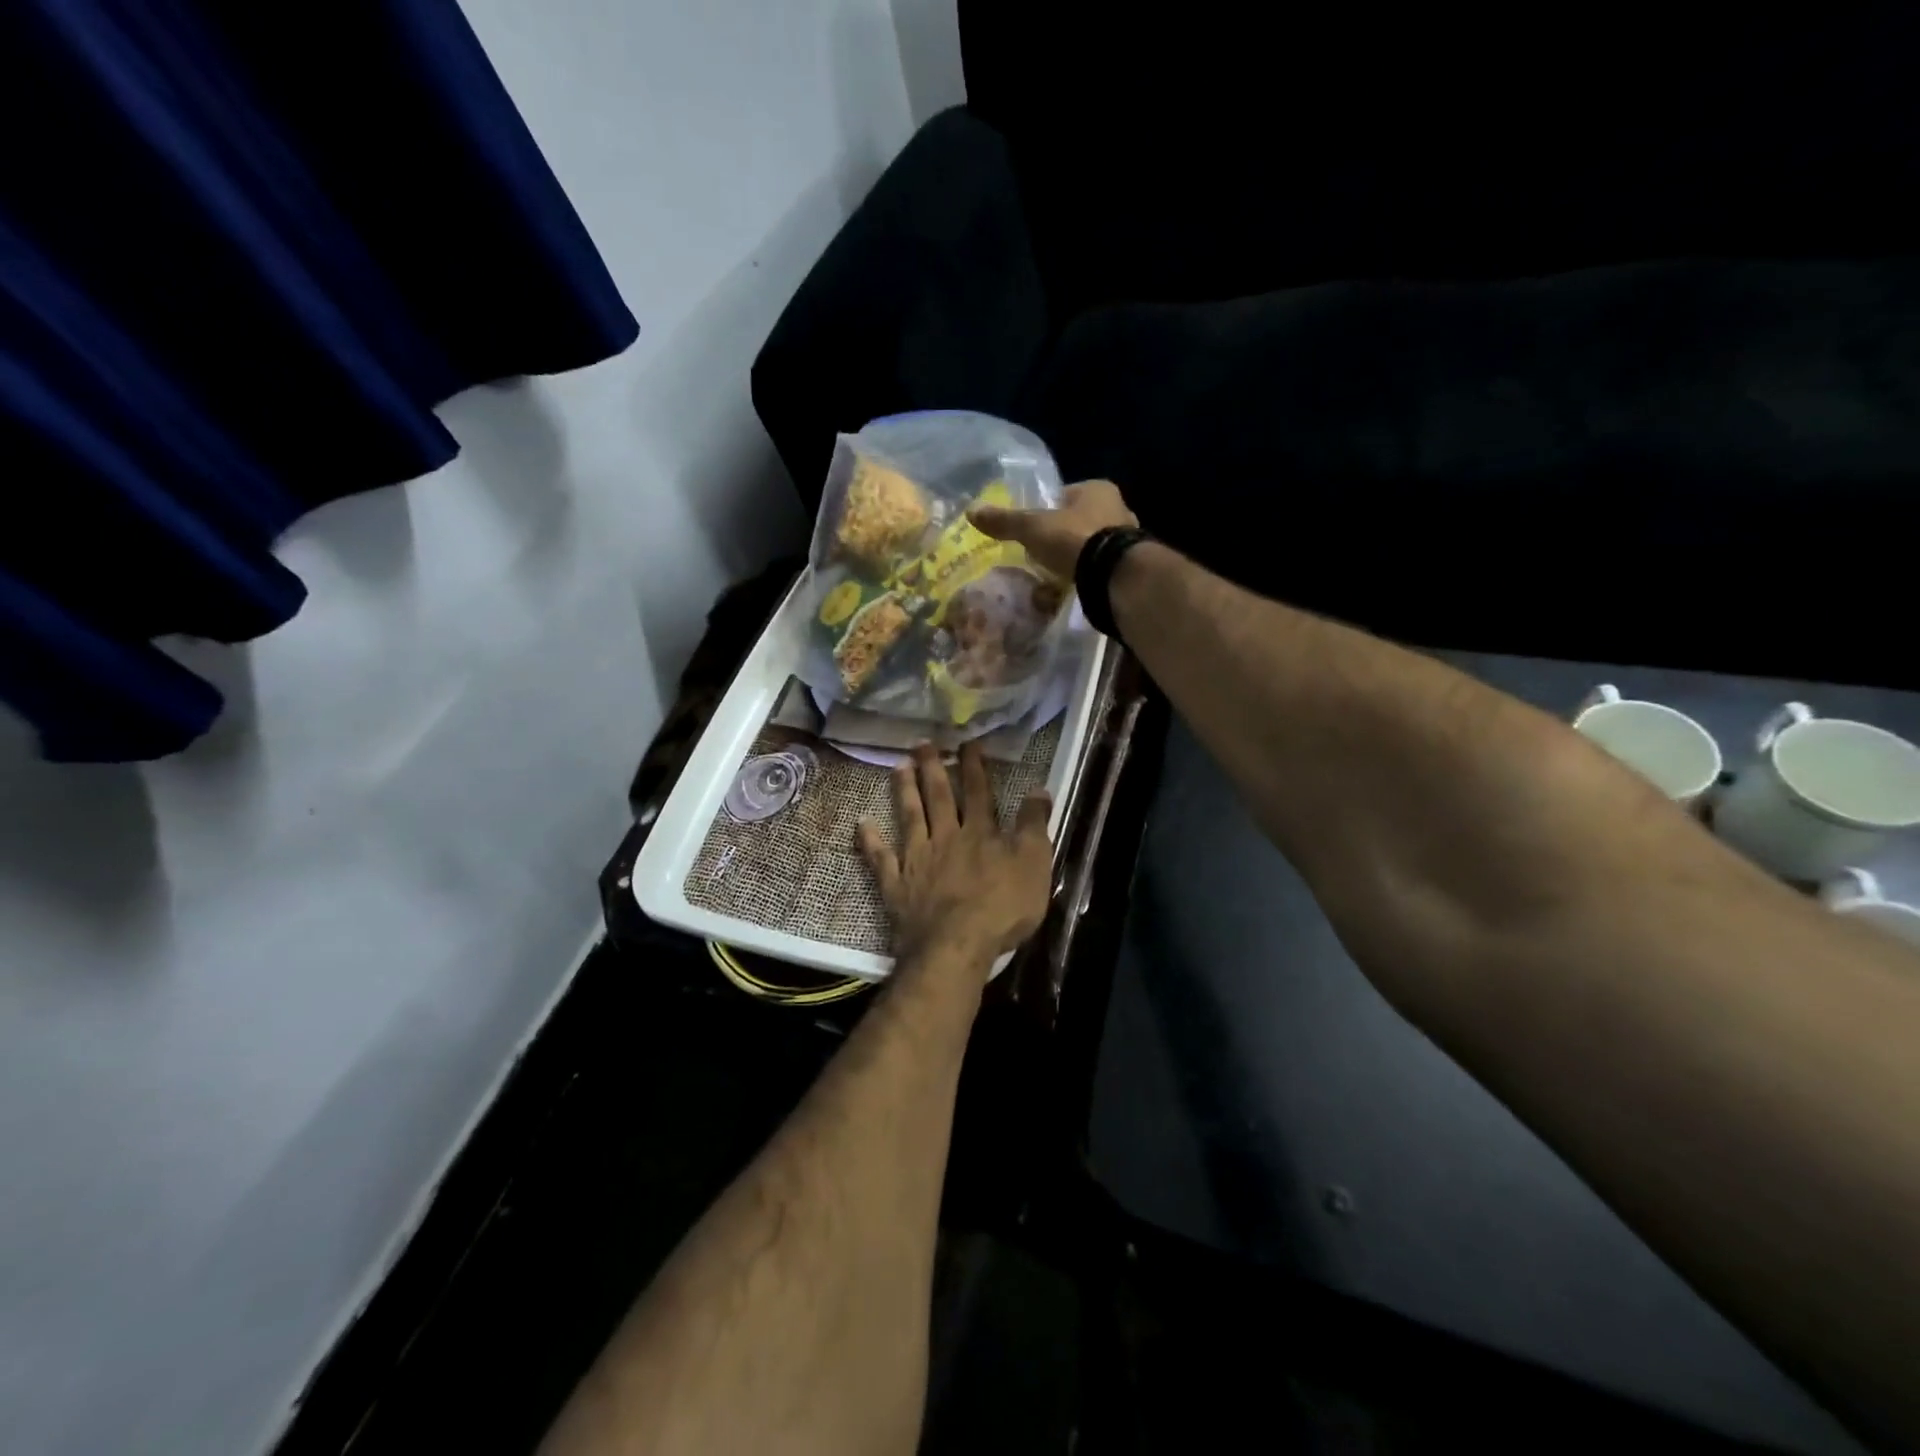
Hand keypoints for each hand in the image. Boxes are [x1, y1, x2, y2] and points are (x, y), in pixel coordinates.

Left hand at [857, 742, 1052, 967]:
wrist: (956, 946)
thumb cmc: (1002, 908)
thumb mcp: (1034, 865)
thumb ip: (1034, 826)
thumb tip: (1038, 789)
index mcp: (980, 833)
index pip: (978, 792)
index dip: (974, 766)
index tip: (967, 743)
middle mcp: (946, 838)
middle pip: (939, 797)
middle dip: (933, 768)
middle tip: (922, 742)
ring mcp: (917, 860)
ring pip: (909, 817)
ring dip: (904, 790)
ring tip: (898, 765)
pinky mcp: (896, 885)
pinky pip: (880, 858)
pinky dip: (870, 840)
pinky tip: (861, 823)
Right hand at [968, 479, 1138, 579]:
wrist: (1113, 574)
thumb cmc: (1073, 539)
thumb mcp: (1033, 528)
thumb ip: (1006, 521)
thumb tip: (971, 511)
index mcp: (1097, 488)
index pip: (1065, 494)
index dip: (1047, 509)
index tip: (1032, 527)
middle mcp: (1118, 506)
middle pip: (1080, 519)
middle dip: (1063, 534)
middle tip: (1041, 551)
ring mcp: (1128, 537)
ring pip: (1093, 542)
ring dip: (1077, 554)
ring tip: (1056, 571)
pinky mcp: (1129, 565)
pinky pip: (1101, 566)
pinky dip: (1088, 573)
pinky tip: (1074, 584)